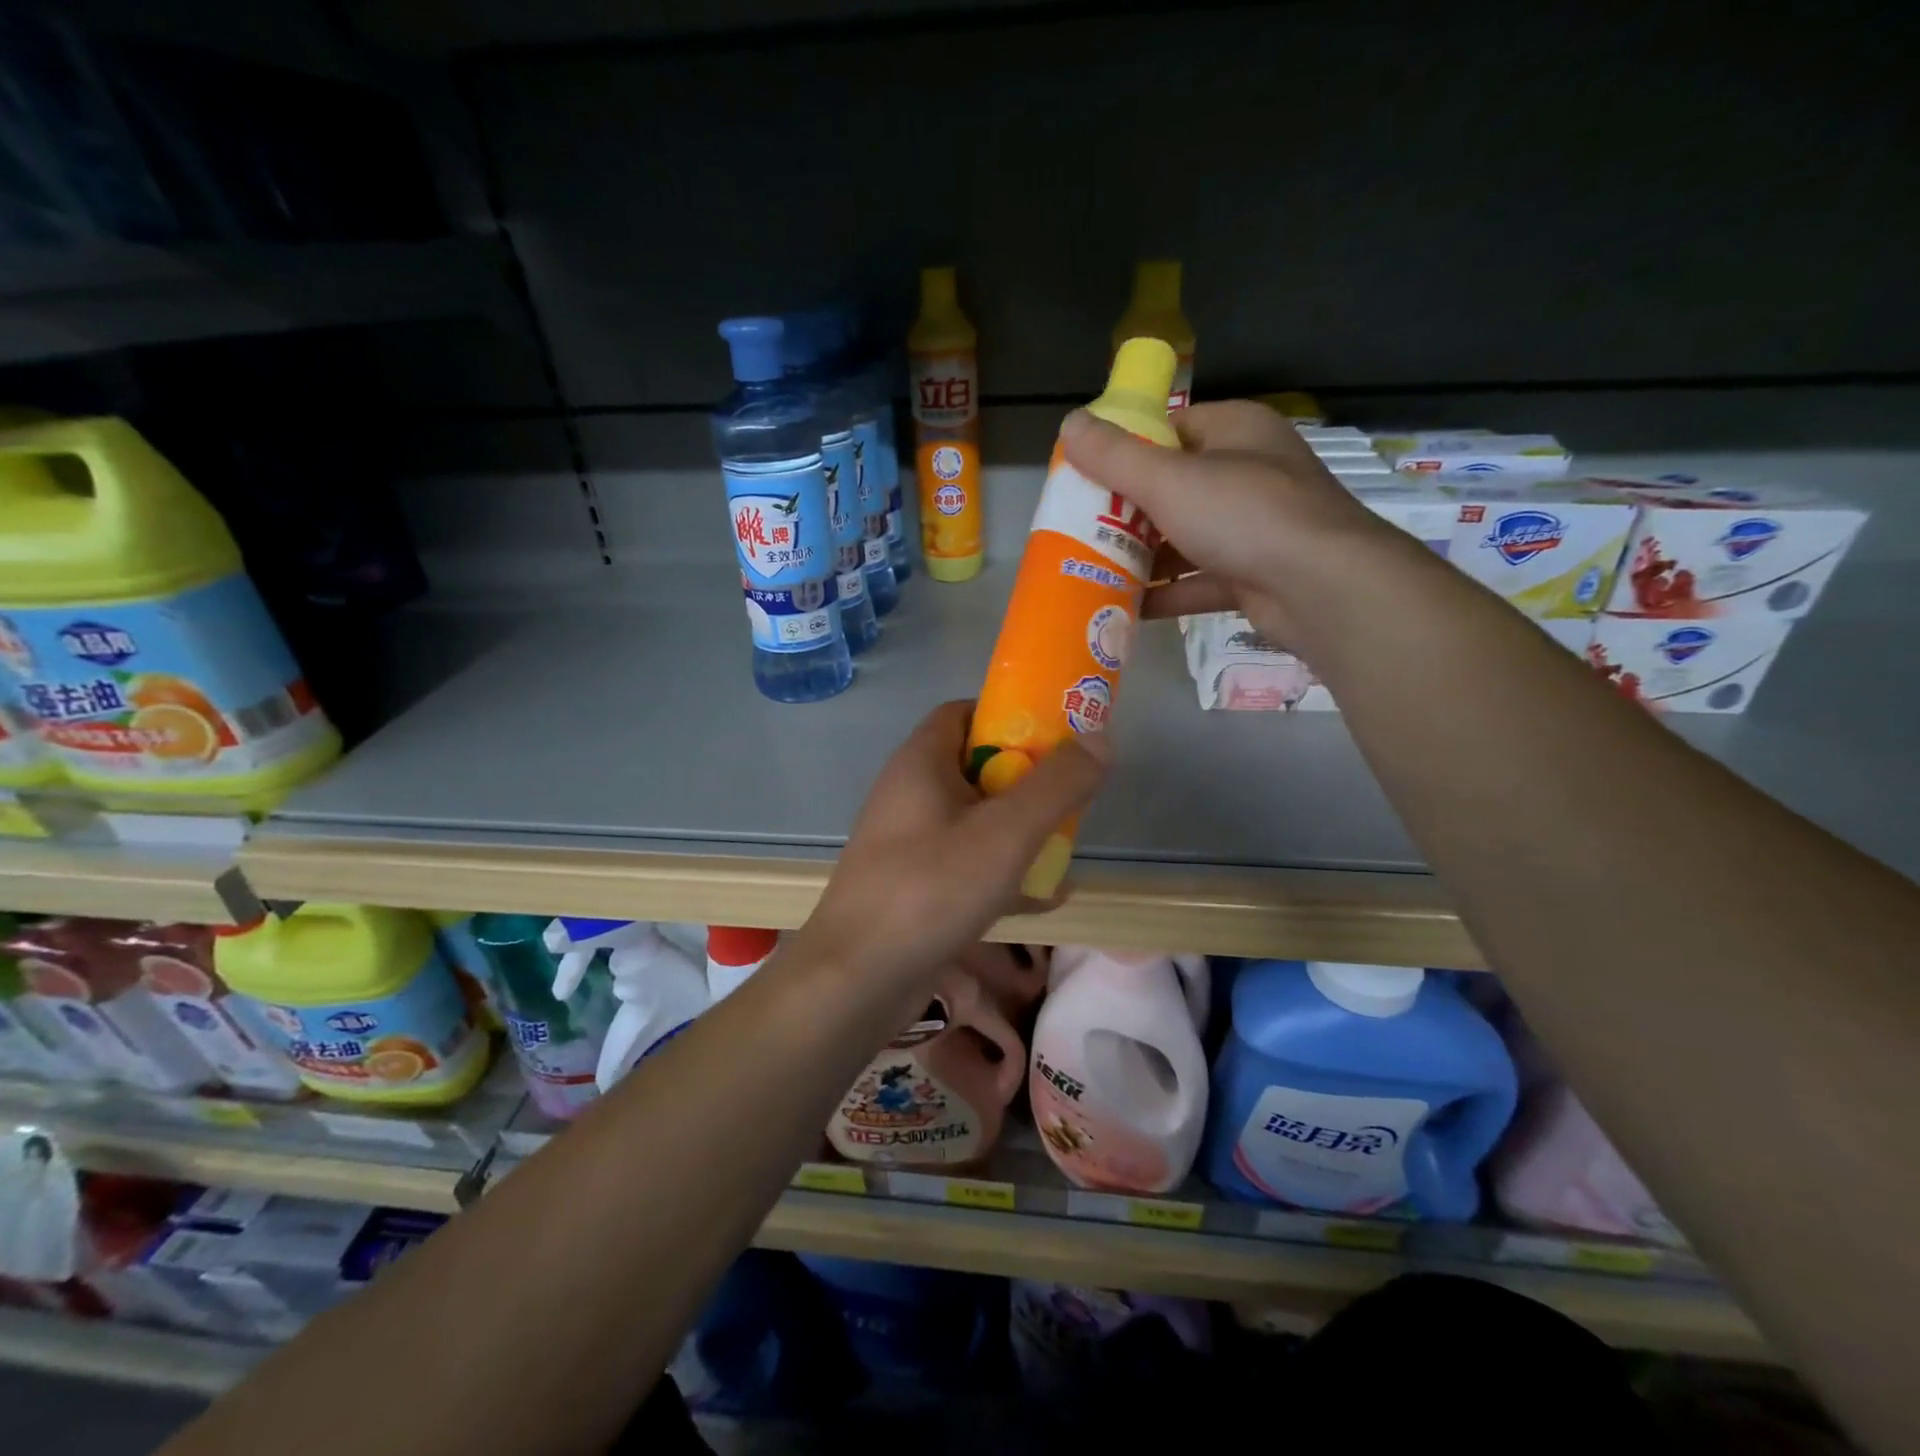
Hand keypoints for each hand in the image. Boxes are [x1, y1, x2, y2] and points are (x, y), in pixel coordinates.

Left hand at [794, 700, 1105, 992]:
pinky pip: (964, 863)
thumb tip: (1099, 739)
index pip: (964, 712)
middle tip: (1067, 797)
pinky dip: (1000, 871)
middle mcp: (909, 793)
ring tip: (1062, 847)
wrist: (856, 979)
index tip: (1055, 738)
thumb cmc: (930, 890)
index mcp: (921, 762)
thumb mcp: (1006, 833)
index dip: (1010, 716)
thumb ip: (1057, 785)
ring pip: (973, 819)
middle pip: (974, 765)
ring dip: (1017, 829)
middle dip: (1025, 779)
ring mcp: (907, 841)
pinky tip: (1041, 899)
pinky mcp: (911, 883)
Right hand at [1060, 400, 1403, 647]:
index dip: (1128, 448)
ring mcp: (1254, 528)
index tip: (1088, 474)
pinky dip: (1167, 593)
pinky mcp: (1254, 576)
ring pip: (1186, 537)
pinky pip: (1199, 580)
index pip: (1172, 428)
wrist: (1322, 588)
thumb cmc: (1245, 515)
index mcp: (1236, 432)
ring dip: (1144, 556)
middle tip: (1081, 527)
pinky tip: (1125, 606)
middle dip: (1127, 510)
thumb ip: (1116, 457)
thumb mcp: (1169, 480)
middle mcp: (1248, 474)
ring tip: (1092, 568)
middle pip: (1175, 486)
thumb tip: (1068, 423)